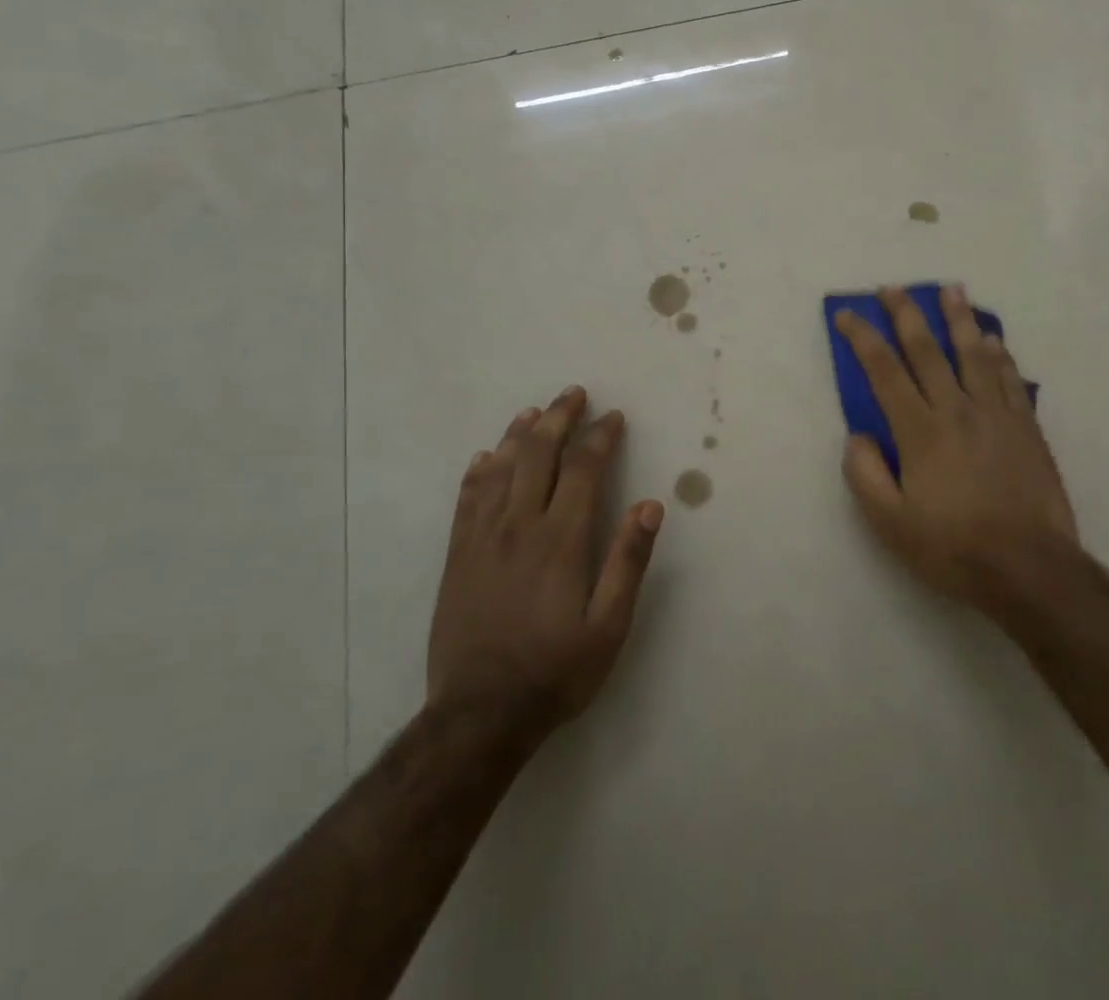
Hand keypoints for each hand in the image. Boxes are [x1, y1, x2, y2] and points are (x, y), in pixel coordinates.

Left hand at [426, 386, 663, 735]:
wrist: (479, 715)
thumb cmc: (554, 670)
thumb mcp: (608, 627)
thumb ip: (628, 562)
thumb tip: (650, 506)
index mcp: (561, 539)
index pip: (583, 469)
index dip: (600, 437)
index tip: (613, 417)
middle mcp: (520, 526)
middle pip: (539, 454)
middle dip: (559, 418)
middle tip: (574, 394)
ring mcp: (483, 538)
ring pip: (501, 469)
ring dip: (520, 434)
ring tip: (534, 411)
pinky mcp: (458, 556)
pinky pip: (468, 499)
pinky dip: (479, 471)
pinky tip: (486, 457)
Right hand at [833, 285, 1077, 618]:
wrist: (1030, 569)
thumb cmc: (953, 548)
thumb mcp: (891, 524)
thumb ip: (866, 475)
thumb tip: (857, 436)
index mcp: (920, 431)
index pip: (884, 371)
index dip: (863, 338)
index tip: (848, 315)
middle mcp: (956, 410)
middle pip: (927, 350)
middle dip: (906, 314)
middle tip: (893, 288)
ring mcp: (996, 415)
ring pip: (974, 354)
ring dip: (960, 319)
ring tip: (952, 290)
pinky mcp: (1026, 428)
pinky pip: (1010, 379)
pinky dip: (1000, 355)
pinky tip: (994, 340)